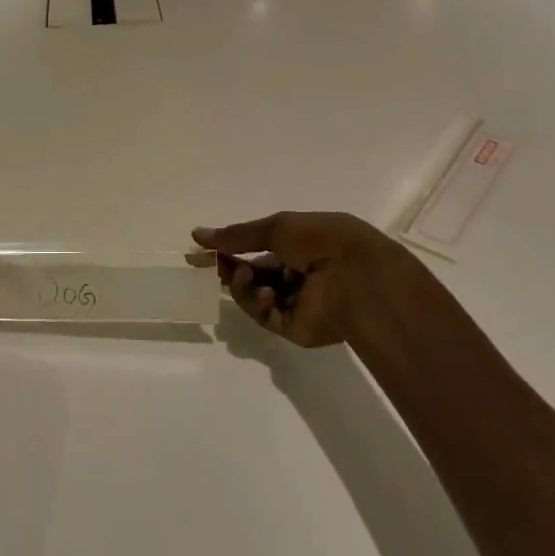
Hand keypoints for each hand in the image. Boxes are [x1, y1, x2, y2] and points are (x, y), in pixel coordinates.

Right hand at [192, 212, 428, 349]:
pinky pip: (264, 315)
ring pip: (252, 295)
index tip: (198, 250)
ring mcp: (295, 302)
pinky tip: (263, 293)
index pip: (254, 248)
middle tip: (208, 264)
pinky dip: (257, 303)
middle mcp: (296, 274)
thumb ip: (237, 235)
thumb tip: (198, 234)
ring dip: (241, 284)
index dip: (226, 248)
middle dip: (229, 267)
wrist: (356, 276)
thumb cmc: (320, 241)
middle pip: (251, 273)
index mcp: (298, 245)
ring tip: (242, 275)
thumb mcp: (277, 228)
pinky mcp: (294, 327)